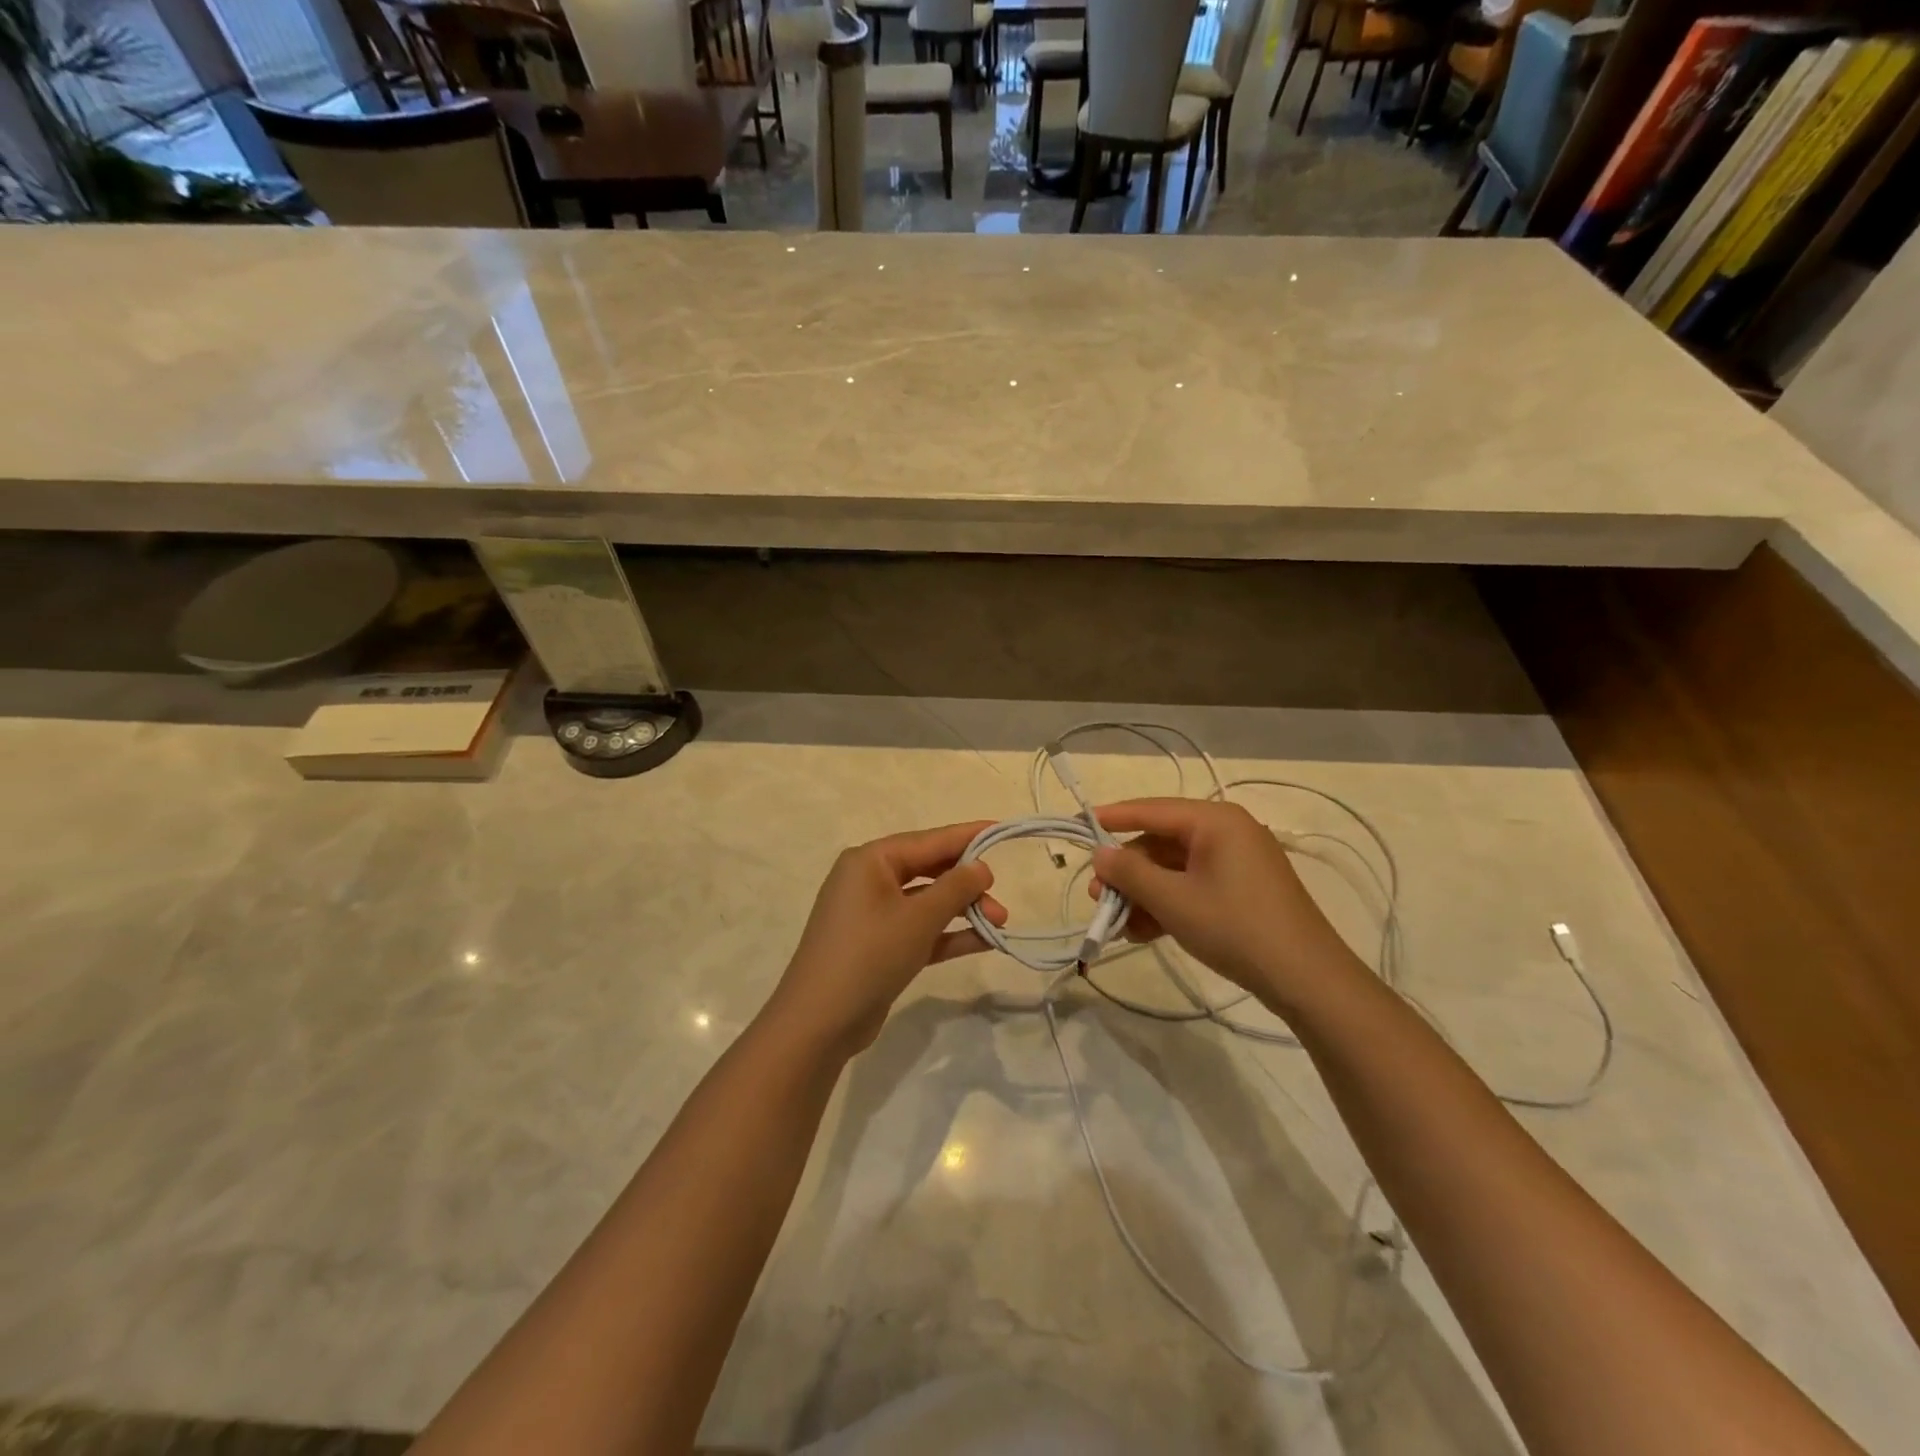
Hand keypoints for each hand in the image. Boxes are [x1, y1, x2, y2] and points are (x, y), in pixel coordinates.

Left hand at [766, 822, 1006, 1057]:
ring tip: (1000, 922)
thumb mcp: (918, 918)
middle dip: (967, 882)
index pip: (928, 840)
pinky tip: (983, 941)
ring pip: (927, 902)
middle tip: (999, 894)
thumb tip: (982, 866)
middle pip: (928, 870)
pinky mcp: (879, 946)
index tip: (1001, 829)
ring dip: (962, 910)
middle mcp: (869, 880)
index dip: (967, 836)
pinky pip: (920, 929)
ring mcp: (872, 915)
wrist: (819, 1023)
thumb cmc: (869, 955)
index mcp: (871, 861)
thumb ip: (955, 888)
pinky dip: (948, 933)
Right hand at [1088, 798, 1360, 1013]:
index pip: (1151, 809)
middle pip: (1161, 843)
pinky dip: (1167, 905)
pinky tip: (1144, 933)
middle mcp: (1226, 832)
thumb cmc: (1235, 927)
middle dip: (1127, 872)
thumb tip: (1100, 854)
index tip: (1078, 824)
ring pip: (1174, 869)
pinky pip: (1193, 887)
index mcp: (1215, 820)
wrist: (1307, 979)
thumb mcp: (1173, 900)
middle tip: (1098, 898)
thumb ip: (1130, 873)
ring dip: (1143, 894)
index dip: (1112, 818)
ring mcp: (1236, 863)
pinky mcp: (1242, 890)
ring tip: (1118, 926)